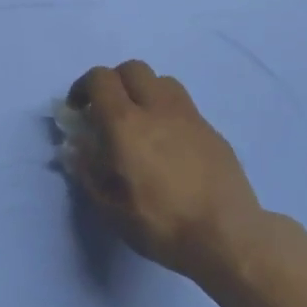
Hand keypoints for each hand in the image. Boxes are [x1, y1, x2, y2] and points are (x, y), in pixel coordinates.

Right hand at [63, 61, 267, 285]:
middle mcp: (157, 109)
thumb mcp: (111, 209)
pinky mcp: (212, 130)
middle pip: (132, 69)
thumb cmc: (162, 225)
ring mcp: (190, 117)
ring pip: (162, 81)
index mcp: (126, 125)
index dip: (83, 87)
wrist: (228, 237)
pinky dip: (167, 113)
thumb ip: (88, 173)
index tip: (78, 110)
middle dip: (114, 82)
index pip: (100, 79)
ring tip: (140, 122)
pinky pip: (183, 105)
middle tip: (107, 111)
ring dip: (143, 91)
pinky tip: (169, 145)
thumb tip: (77, 150)